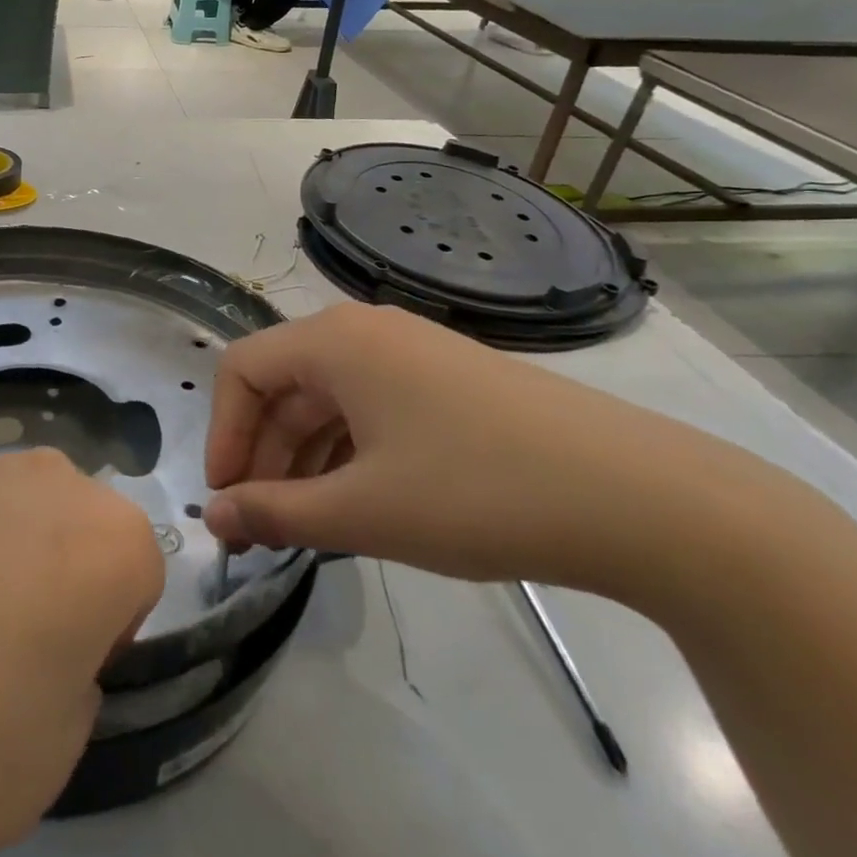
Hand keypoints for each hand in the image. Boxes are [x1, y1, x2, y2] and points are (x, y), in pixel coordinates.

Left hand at [0, 446, 162, 856]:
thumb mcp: (48, 755)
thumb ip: (72, 671)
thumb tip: (41, 635)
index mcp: (99, 539)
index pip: (140, 565)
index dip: (108, 626)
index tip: (57, 676)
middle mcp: (36, 477)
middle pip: (74, 520)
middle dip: (58, 574)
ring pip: (7, 506)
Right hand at [203, 303, 777, 597]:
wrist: (642, 499)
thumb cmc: (477, 492)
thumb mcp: (363, 511)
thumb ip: (275, 512)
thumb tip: (214, 515)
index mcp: (334, 341)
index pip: (242, 370)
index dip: (222, 433)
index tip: (228, 499)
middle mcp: (366, 331)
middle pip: (284, 385)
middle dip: (261, 454)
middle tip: (258, 525)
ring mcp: (414, 353)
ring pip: (328, 399)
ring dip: (303, 458)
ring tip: (304, 524)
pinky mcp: (450, 381)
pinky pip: (371, 407)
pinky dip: (347, 451)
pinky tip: (357, 502)